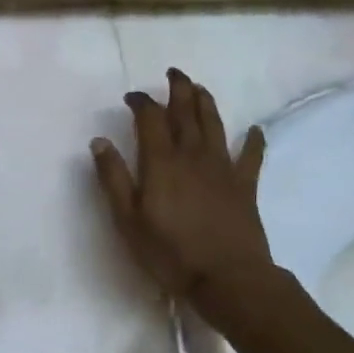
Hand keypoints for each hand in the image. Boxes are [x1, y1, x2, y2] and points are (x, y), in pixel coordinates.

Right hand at [91, 69, 271, 305]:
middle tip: (174, 73)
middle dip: (178, 90)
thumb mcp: (127, 219)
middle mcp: (192, 156)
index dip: (141, 103)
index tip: (132, 97)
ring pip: (215, 125)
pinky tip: (255, 130)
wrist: (229, 279)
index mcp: (161, 162)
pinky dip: (253, 140)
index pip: (150, 119)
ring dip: (207, 103)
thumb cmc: (170, 252)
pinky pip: (251, 156)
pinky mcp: (245, 186)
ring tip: (200, 88)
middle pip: (186, 113)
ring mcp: (222, 169)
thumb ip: (113, 178)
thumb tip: (99, 141)